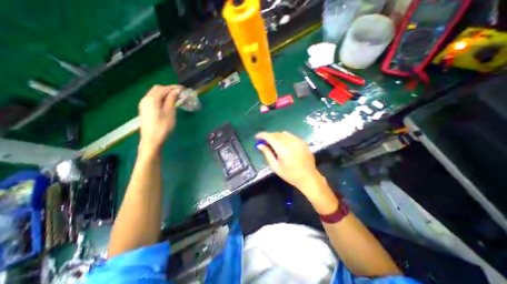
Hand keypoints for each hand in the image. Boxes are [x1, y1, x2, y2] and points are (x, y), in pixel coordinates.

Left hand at [138, 84, 181, 152]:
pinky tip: (167, 103)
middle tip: (179, 93)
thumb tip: (176, 91)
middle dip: (168, 89)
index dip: (173, 88)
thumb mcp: (170, 113)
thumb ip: (171, 100)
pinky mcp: (144, 109)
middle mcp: (145, 99)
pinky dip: (160, 98)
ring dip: (164, 93)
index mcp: (151, 99)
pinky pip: (152, 99)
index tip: (183, 89)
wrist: (151, 140)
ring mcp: (143, 104)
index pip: (163, 89)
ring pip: (154, 93)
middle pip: (157, 89)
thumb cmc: (163, 127)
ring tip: (175, 97)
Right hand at [258, 132, 324, 189]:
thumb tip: (259, 145)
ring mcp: (299, 141)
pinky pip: (291, 135)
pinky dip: (284, 137)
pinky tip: (282, 143)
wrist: (308, 178)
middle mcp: (292, 143)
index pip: (271, 138)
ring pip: (283, 133)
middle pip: (277, 134)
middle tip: (263, 141)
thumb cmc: (290, 175)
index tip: (256, 136)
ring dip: (276, 136)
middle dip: (268, 136)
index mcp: (284, 150)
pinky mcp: (303, 142)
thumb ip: (267, 154)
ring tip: (272, 142)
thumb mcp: (276, 166)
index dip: (263, 135)